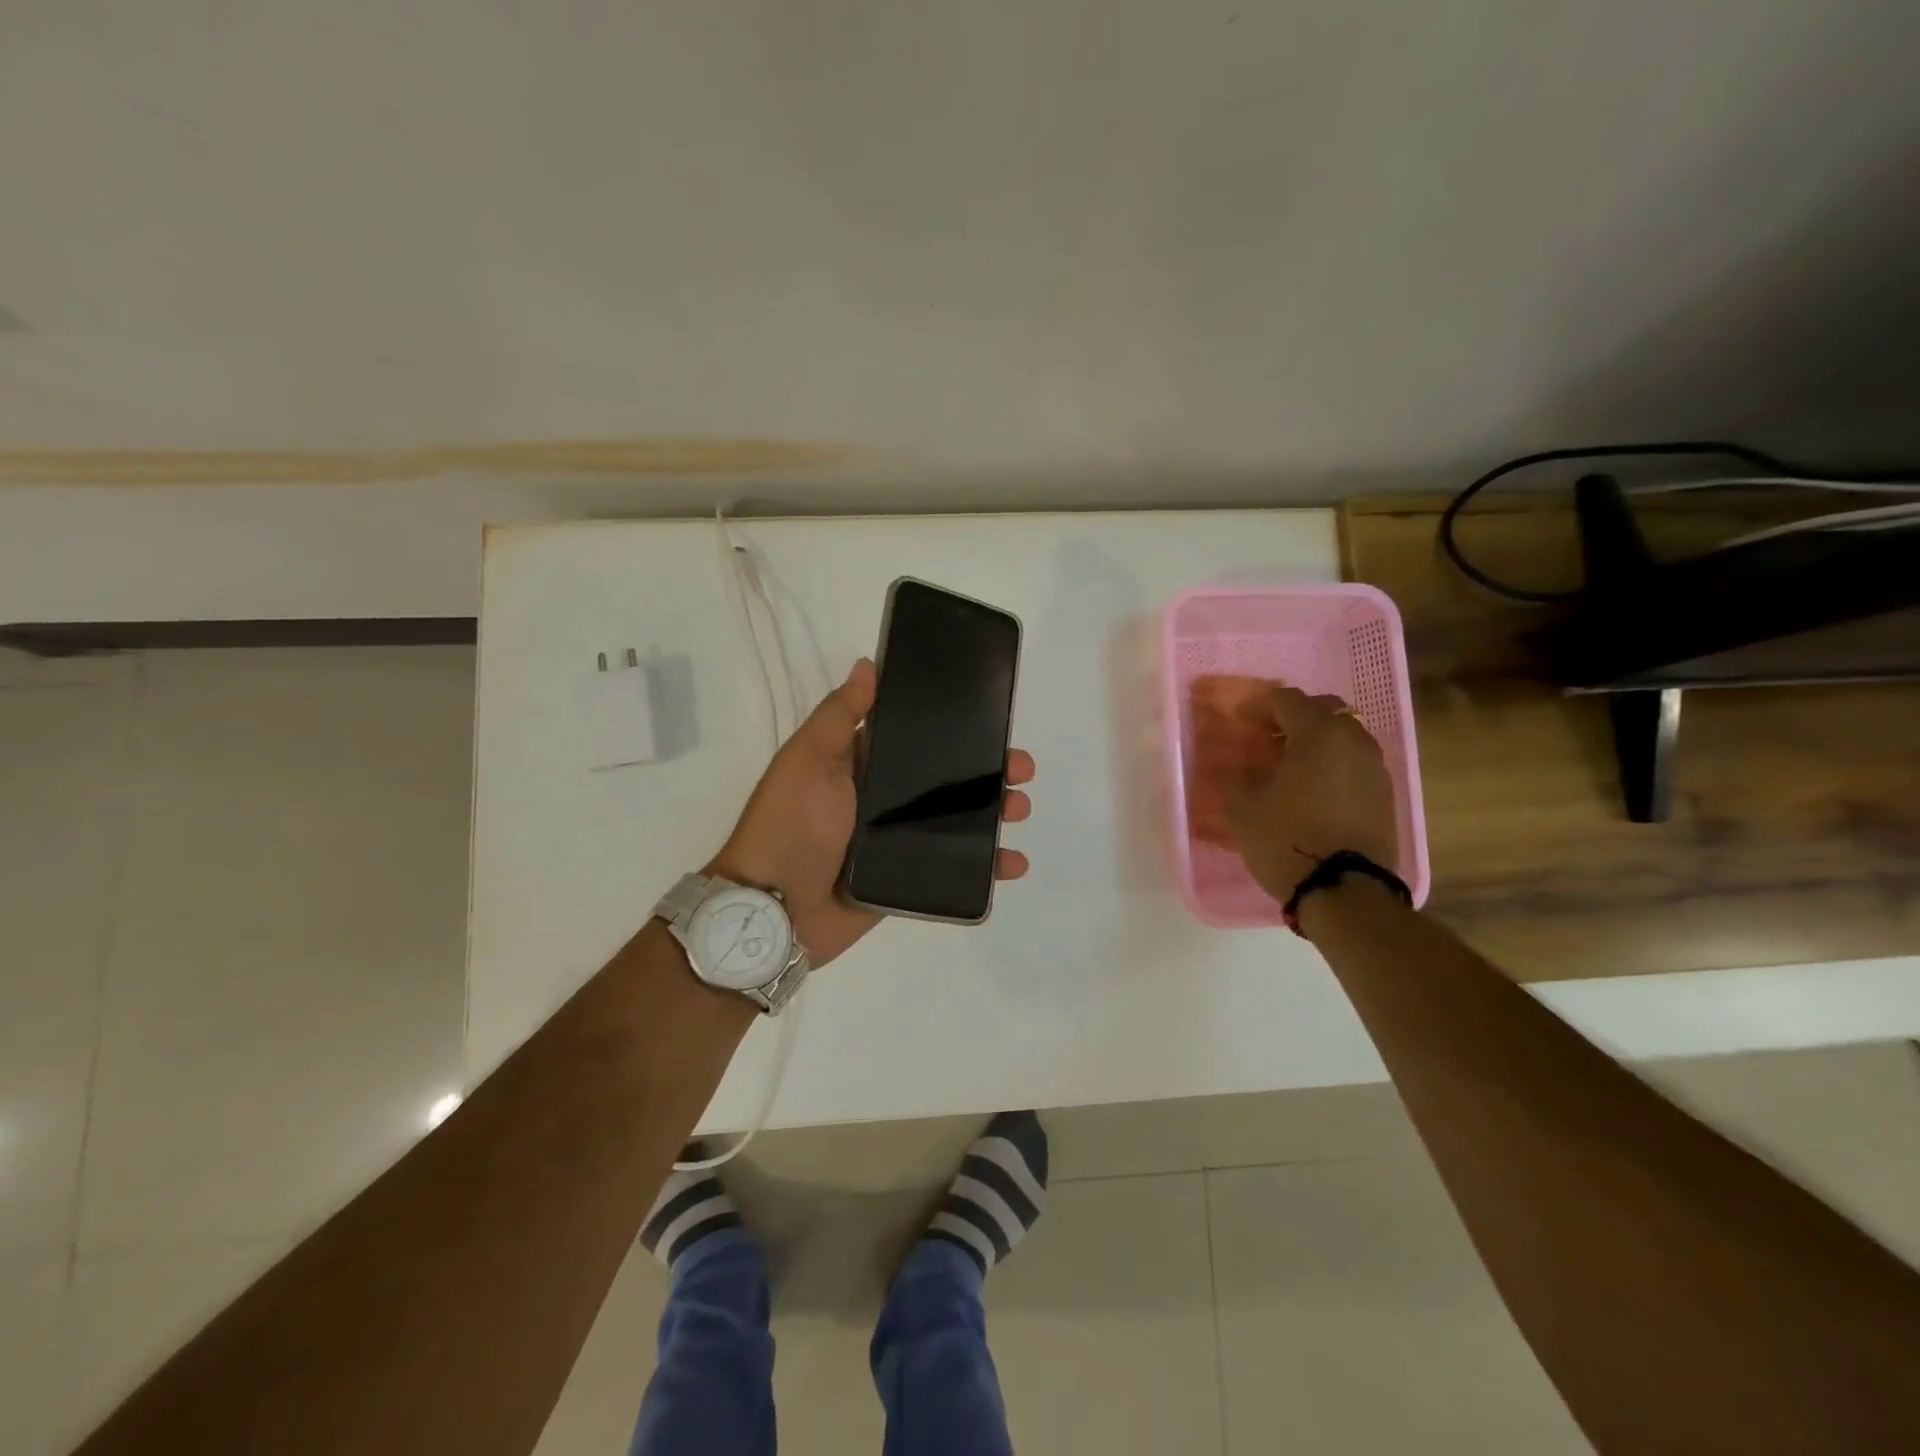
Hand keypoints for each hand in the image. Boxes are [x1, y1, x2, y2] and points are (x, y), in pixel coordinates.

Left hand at [708, 657, 1035, 967]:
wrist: (774, 910)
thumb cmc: (791, 824)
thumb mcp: (808, 759)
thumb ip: (840, 715)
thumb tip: (869, 664)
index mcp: (862, 765)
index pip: (918, 738)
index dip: (956, 728)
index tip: (993, 719)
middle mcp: (884, 799)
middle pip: (947, 779)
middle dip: (988, 771)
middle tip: (1020, 769)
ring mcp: (898, 842)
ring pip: (959, 820)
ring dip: (995, 812)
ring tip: (1018, 809)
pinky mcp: (909, 880)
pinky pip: (956, 868)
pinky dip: (988, 866)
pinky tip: (1013, 862)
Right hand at [1226, 685, 1398, 905]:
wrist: (1344, 892)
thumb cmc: (1287, 841)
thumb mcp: (1243, 808)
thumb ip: (1240, 776)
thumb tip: (1246, 767)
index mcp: (1318, 734)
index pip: (1287, 700)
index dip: (1259, 705)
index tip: (1241, 720)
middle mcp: (1354, 741)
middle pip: (1324, 710)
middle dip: (1294, 716)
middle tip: (1267, 735)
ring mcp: (1375, 768)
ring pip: (1344, 736)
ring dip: (1317, 740)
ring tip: (1291, 763)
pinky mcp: (1385, 795)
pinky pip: (1354, 763)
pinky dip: (1333, 763)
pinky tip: (1313, 787)